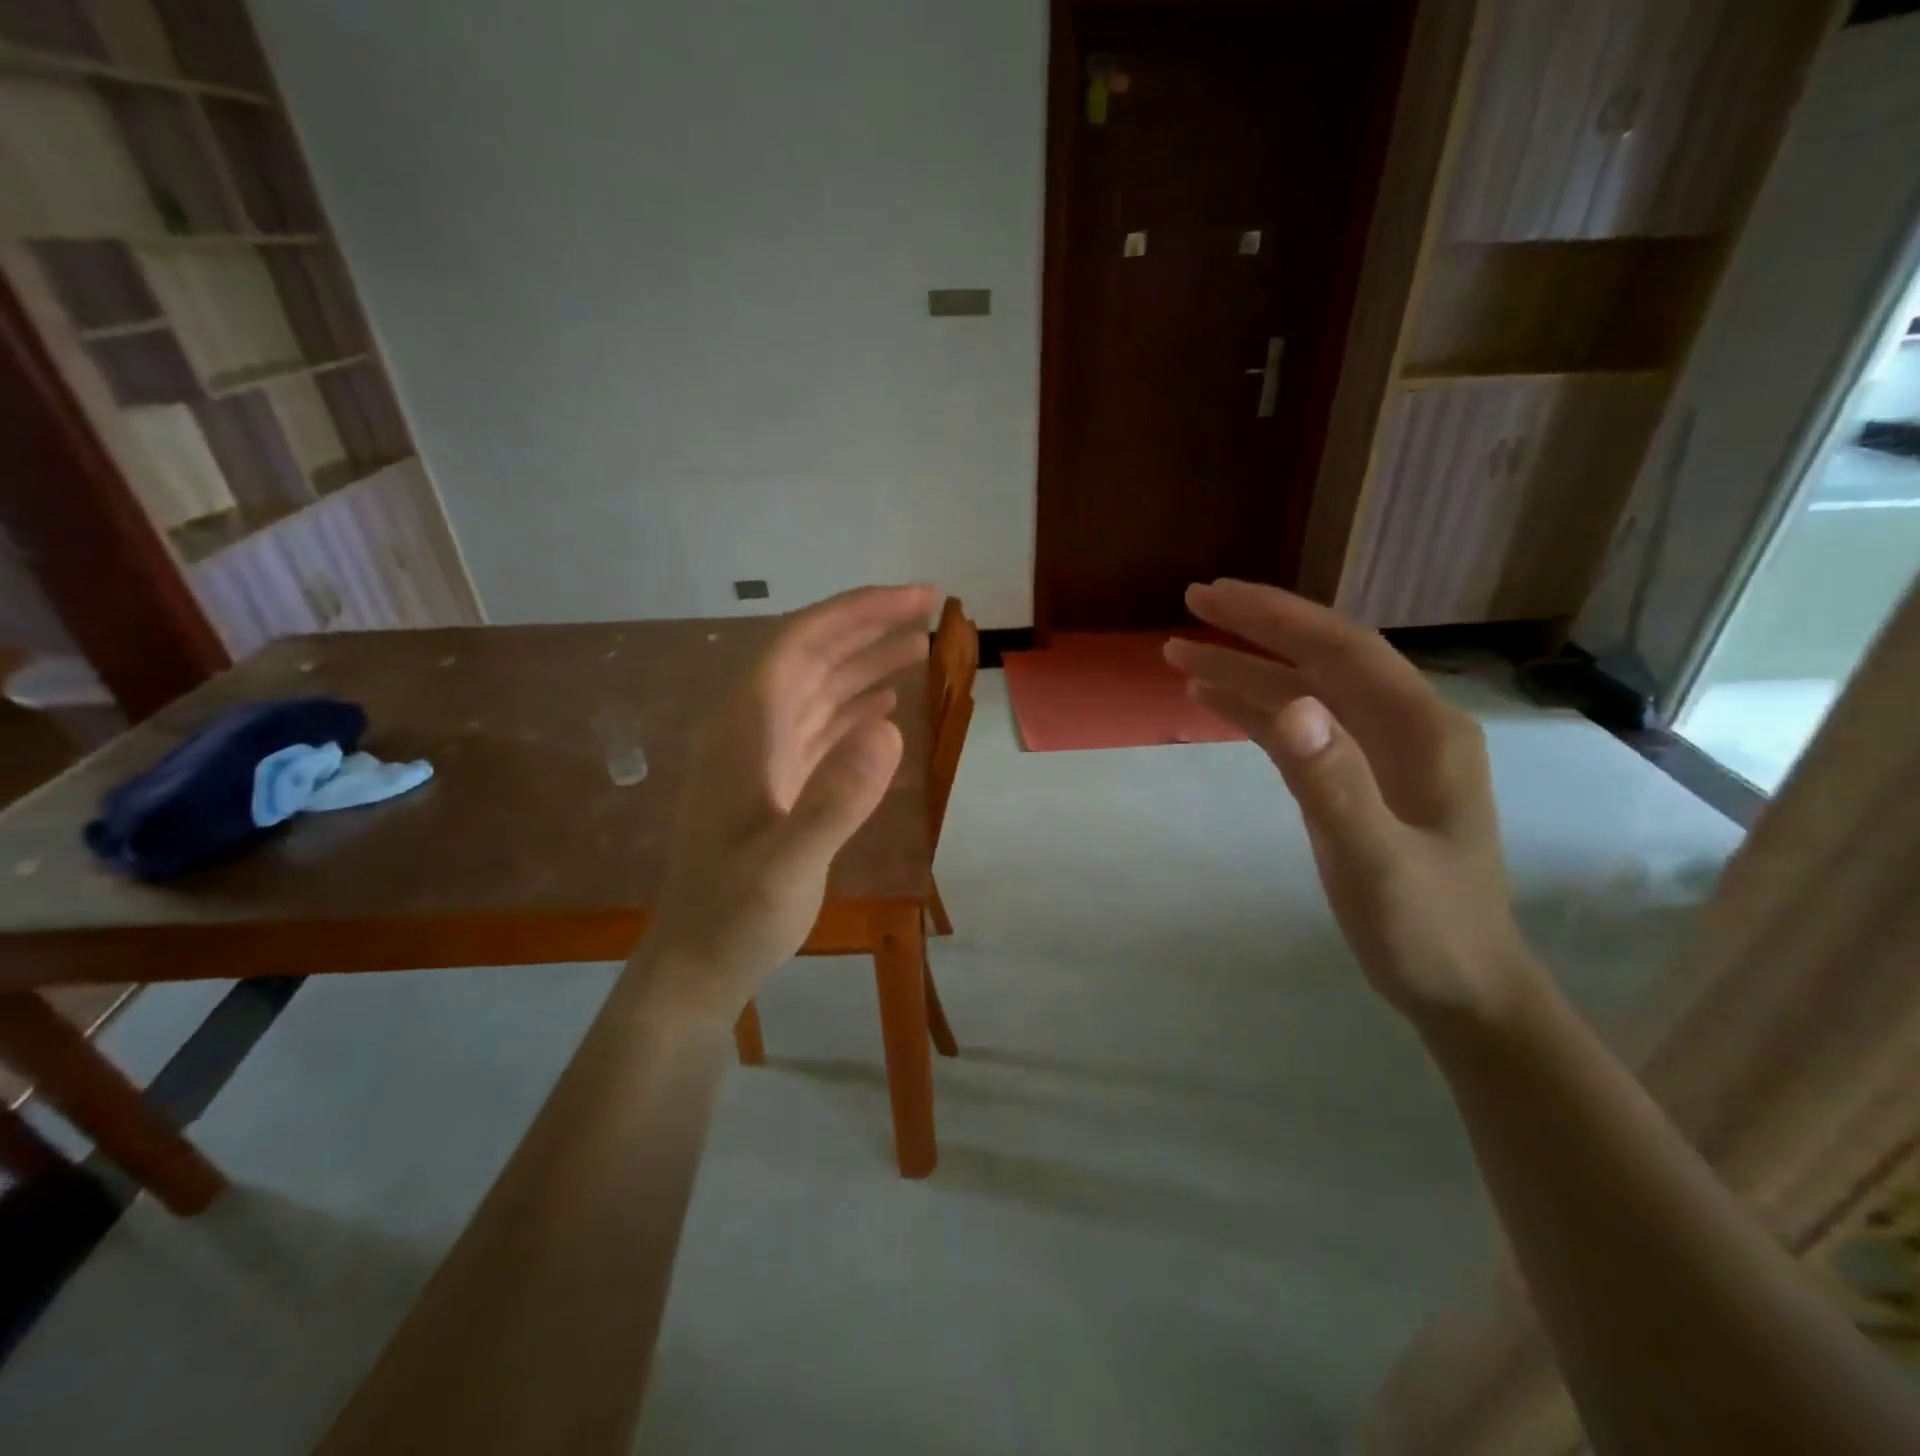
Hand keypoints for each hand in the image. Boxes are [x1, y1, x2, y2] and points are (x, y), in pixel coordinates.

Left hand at [645, 585, 937, 1015]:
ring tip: (919, 647)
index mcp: (745, 730)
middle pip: (812, 656)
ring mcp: (762, 757)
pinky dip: (855, 709)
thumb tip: (892, 729)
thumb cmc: (736, 916)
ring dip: (866, 663)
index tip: (916, 598)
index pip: (801, 643)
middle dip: (868, 626)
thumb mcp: (787, 865)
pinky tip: (885, 708)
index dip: (858, 612)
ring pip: (818, 689)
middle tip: (930, 610)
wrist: (698, 966)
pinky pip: (819, 728)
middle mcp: (751, 730)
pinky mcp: (775, 785)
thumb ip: (835, 799)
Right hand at [1165, 580, 1541, 1027]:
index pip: (1340, 648)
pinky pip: (1302, 730)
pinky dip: (1256, 711)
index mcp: (1423, 729)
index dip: (1275, 616)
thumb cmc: (1427, 931)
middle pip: (1322, 658)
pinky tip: (1215, 702)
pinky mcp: (1359, 780)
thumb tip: (1288, 706)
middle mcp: (1406, 726)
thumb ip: (1333, 784)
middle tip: (1191, 603)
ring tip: (1179, 655)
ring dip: (1246, 670)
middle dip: (1256, 628)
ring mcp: (1383, 753)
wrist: (1464, 991)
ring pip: (1305, 692)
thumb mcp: (1374, 863)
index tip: (1211, 596)